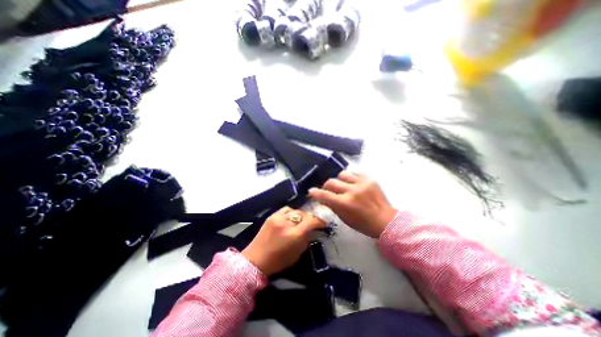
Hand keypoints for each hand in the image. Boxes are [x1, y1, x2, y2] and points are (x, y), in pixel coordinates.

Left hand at [241, 205, 325, 276]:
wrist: (255, 260)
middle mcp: (287, 223)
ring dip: (299, 215)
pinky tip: (290, 219)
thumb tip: (312, 230)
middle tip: (311, 223)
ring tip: (299, 221)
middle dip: (309, 218)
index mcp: (294, 235)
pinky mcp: (272, 216)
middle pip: (303, 214)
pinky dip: (290, 213)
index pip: (311, 221)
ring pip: (295, 210)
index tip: (323, 222)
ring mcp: (278, 217)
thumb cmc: (278, 261)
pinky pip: (286, 209)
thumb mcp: (297, 253)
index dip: (319, 221)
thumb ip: (306, 239)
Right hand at [310, 171, 394, 239]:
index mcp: (344, 204)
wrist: (386, 220)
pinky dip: (351, 178)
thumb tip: (323, 198)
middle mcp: (352, 191)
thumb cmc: (363, 224)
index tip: (311, 191)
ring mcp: (362, 183)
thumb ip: (332, 206)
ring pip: (342, 174)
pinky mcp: (370, 179)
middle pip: (331, 182)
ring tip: (342, 186)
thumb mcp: (344, 218)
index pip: (324, 195)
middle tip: (328, 190)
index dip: (315, 192)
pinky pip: (355, 173)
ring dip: (339, 180)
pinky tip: (353, 184)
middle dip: (326, 186)